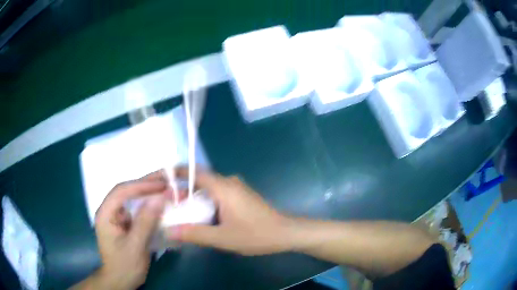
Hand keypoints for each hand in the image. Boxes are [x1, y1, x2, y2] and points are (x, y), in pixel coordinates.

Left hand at [92, 172, 166, 289]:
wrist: (120, 281)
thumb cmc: (125, 266)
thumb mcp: (135, 246)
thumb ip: (145, 222)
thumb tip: (160, 199)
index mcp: (105, 214)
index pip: (122, 192)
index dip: (142, 185)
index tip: (162, 185)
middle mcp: (110, 210)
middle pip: (127, 191)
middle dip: (146, 184)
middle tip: (168, 178)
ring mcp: (117, 216)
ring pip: (133, 198)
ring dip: (149, 191)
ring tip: (167, 185)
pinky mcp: (125, 222)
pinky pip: (137, 208)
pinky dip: (150, 204)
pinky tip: (160, 202)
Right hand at [166, 168, 294, 255]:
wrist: (286, 233)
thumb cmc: (257, 234)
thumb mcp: (223, 238)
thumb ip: (194, 233)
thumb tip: (168, 230)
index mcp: (223, 187)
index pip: (193, 172)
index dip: (174, 173)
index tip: (158, 179)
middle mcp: (229, 182)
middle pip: (199, 180)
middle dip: (181, 190)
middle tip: (166, 204)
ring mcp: (236, 188)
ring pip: (208, 189)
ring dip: (193, 198)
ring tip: (178, 212)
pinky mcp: (240, 196)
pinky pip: (217, 194)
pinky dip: (204, 202)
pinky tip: (199, 216)